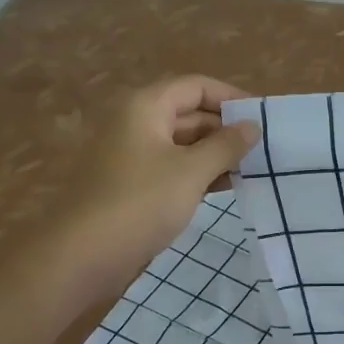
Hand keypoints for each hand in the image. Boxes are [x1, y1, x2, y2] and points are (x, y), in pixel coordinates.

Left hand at [52, 76, 259, 298]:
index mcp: (146, 107)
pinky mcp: (131, 184)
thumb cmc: (140, 203)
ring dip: (215, 153)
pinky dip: (198, 172)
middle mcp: (137, 123)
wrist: (80, 257)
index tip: (262, 118)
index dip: (231, 97)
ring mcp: (132, 154)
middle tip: (263, 148)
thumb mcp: (192, 171)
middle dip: (226, 128)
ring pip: (183, 143)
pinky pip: (172, 167)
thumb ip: (226, 145)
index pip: (197, 86)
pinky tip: (225, 187)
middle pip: (190, 112)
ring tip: (252, 169)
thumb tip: (252, 126)